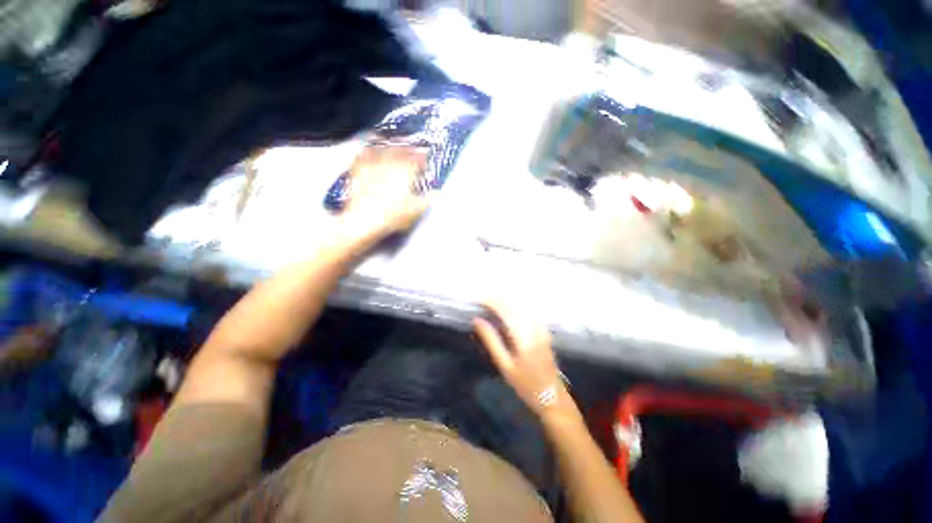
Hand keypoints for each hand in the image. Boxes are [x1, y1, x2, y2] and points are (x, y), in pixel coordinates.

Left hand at [340, 147, 429, 243]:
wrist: (364, 219)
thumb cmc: (391, 215)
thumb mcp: (415, 210)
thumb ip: (427, 200)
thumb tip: (436, 193)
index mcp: (405, 172)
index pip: (417, 158)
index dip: (423, 156)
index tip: (426, 155)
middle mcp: (389, 164)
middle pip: (401, 150)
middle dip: (409, 148)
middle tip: (413, 148)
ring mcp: (373, 165)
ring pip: (384, 149)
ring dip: (391, 145)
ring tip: (396, 143)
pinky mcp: (359, 170)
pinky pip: (364, 154)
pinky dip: (369, 149)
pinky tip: (370, 148)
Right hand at [473, 300, 568, 417]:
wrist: (553, 398)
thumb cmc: (526, 385)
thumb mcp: (505, 365)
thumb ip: (491, 340)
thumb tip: (477, 320)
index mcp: (524, 336)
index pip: (506, 310)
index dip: (491, 302)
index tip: (478, 299)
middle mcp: (534, 327)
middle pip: (514, 305)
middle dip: (497, 299)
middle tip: (481, 300)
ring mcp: (541, 327)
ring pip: (521, 306)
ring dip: (506, 301)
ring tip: (490, 303)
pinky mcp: (544, 330)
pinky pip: (528, 311)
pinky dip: (515, 307)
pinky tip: (507, 310)